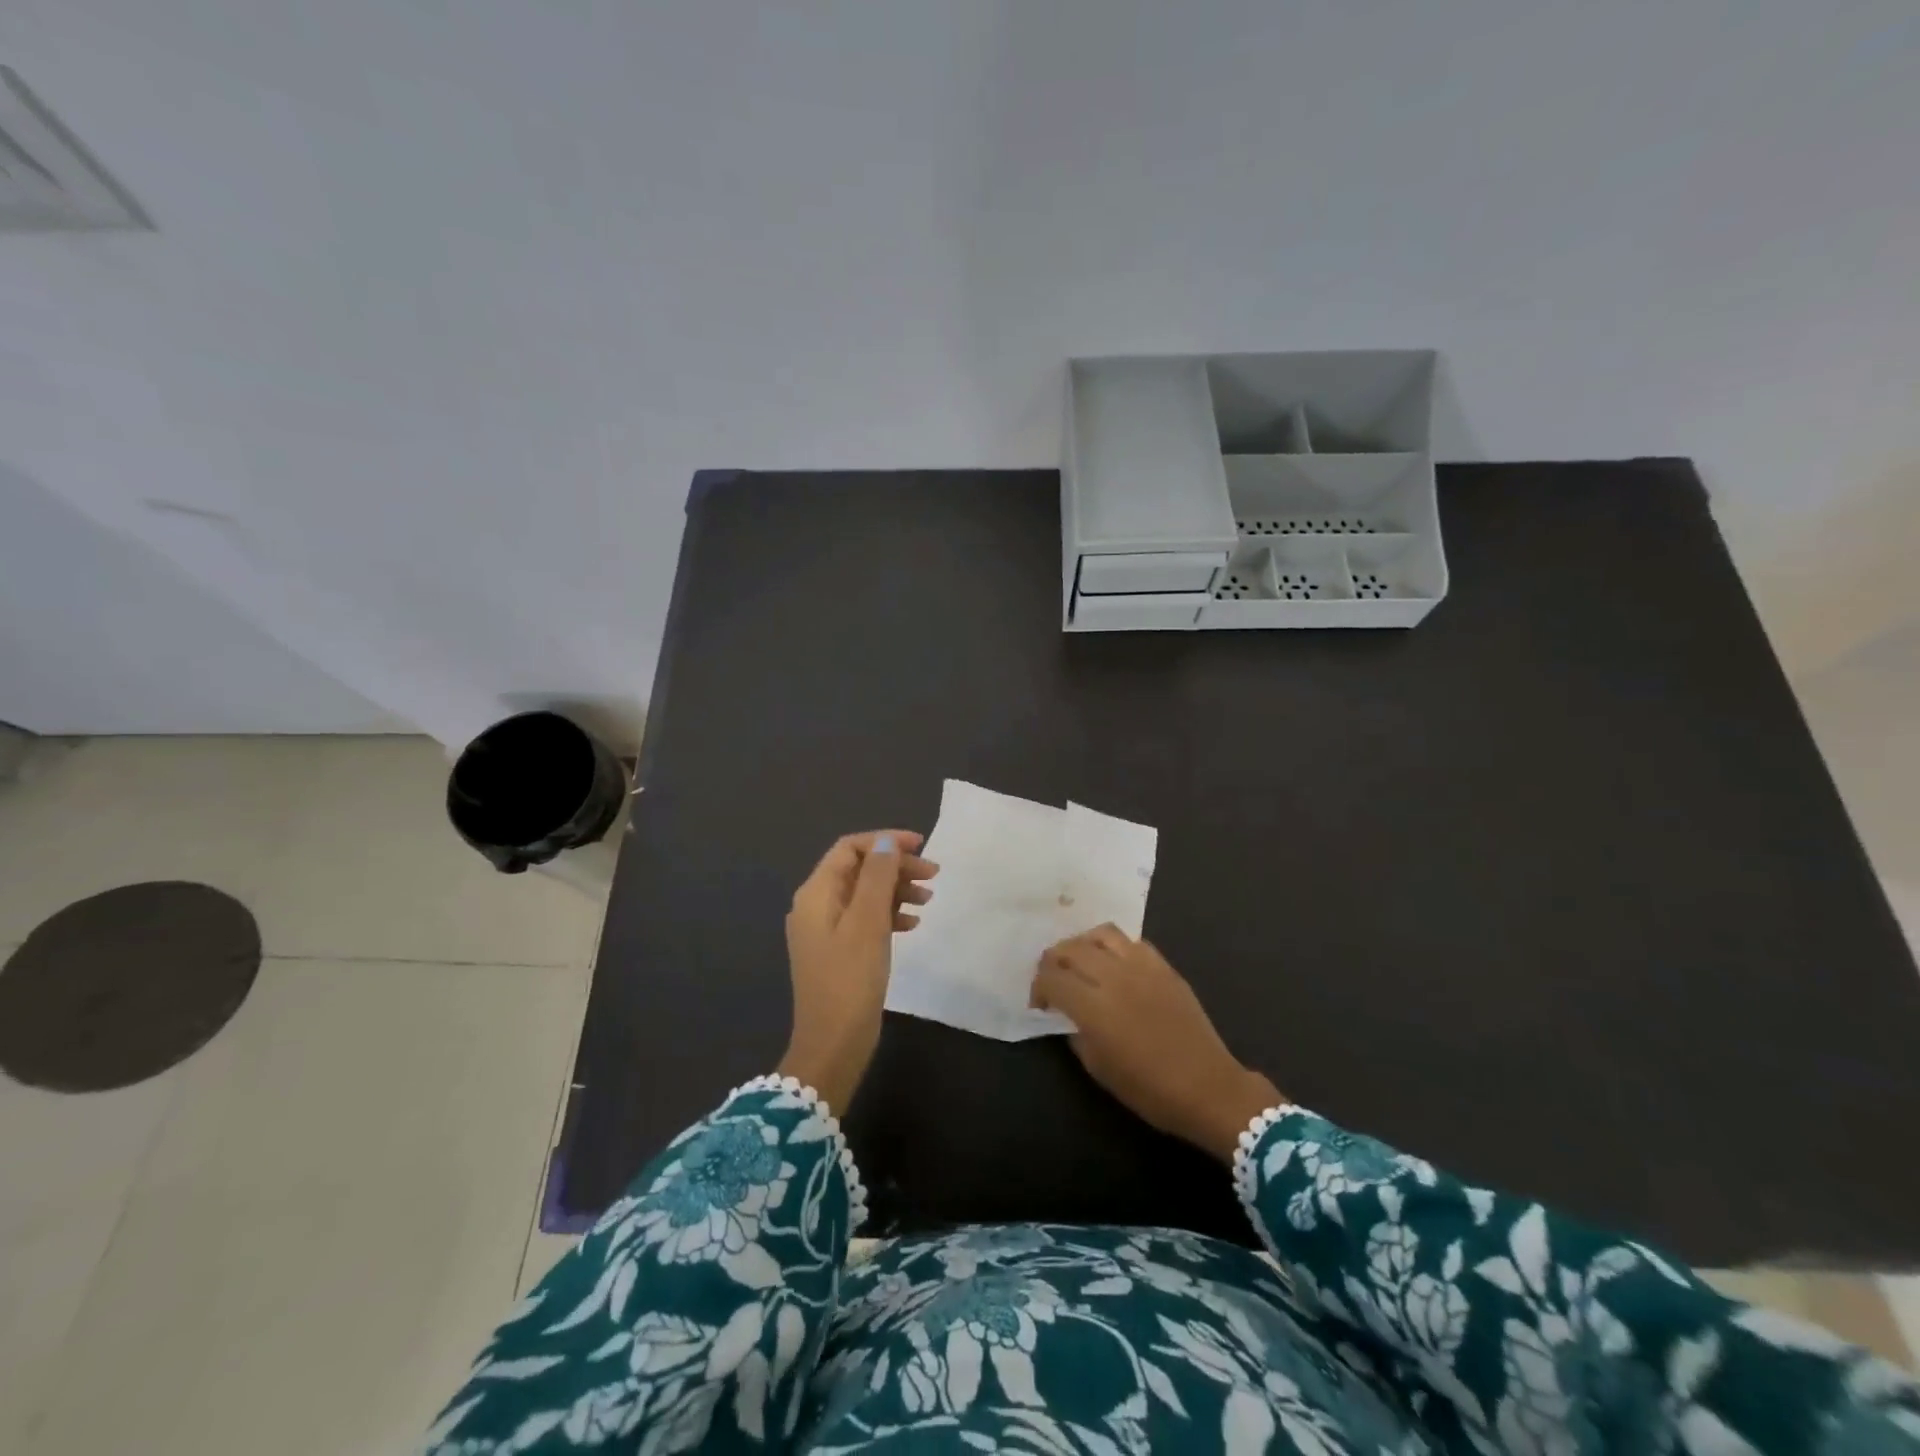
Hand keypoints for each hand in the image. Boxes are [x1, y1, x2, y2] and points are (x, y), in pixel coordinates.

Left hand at [776, 830, 937, 1114]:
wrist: (833, 1044)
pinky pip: (865, 919)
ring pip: (864, 894)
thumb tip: (885, 843)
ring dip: (896, 890)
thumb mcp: (867, 922)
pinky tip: (912, 924)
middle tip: (933, 875)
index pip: (850, 848)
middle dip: (895, 867)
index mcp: (816, 893)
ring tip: (928, 899)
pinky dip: (889, 914)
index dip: (884, 841)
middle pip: (858, 870)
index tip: (921, 846)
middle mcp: (816, 905)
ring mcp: (825, 930)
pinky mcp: (838, 951)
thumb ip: (877, 877)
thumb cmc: (850, 979)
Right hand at [1032, 924, 1283, 1161]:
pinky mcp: (1163, 966)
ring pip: (1100, 934)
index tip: (1040, 1003)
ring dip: (1082, 945)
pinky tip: (1114, 964)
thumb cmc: (1149, 1089)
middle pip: (1070, 948)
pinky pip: (1131, 941)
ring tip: (1081, 962)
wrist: (1208, 1087)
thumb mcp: (1099, 1069)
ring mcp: (1142, 966)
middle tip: (1053, 979)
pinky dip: (1114, 947)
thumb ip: (1076, 1034)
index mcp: (1094, 1006)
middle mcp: (1114, 976)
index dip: (1038, 987)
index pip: (1051, 978)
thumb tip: (1068, 1015)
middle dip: (1053, 961)